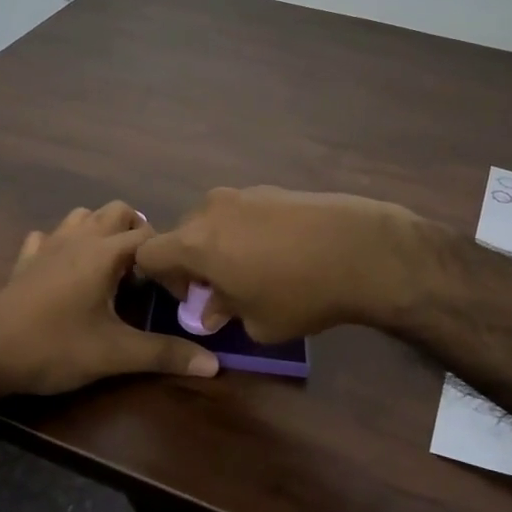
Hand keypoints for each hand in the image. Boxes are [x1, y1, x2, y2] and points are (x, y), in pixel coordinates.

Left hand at [0, 202, 221, 397]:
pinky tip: (66, 270)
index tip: (178, 286)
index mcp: (104, 252)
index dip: (169, 256)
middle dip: (138, 232)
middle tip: (147, 272)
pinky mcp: (25, 261)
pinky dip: (64, 244)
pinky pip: (48, 237)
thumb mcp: (115, 354)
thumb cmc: (54, 347)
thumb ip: (164, 354)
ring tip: (112, 267)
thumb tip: (214, 364)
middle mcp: (78, 238)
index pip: (151, 235)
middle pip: (117, 211)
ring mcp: (48, 245)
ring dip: (102, 231)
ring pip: (82, 217)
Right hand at [135, 187, 428, 342]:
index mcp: (196, 242)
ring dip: (221, 245)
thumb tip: (211, 311)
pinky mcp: (273, 189)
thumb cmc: (300, 293)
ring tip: (257, 268)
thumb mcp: (258, 322)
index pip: (149, 253)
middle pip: (182, 234)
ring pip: (214, 220)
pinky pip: (243, 212)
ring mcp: (243, 194)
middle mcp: (211, 210)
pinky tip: (282, 251)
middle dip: (193, 262)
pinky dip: (247, 231)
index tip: (193, 297)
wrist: (362, 249)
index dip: (161, 279)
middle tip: (223, 288)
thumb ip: (225, 313)